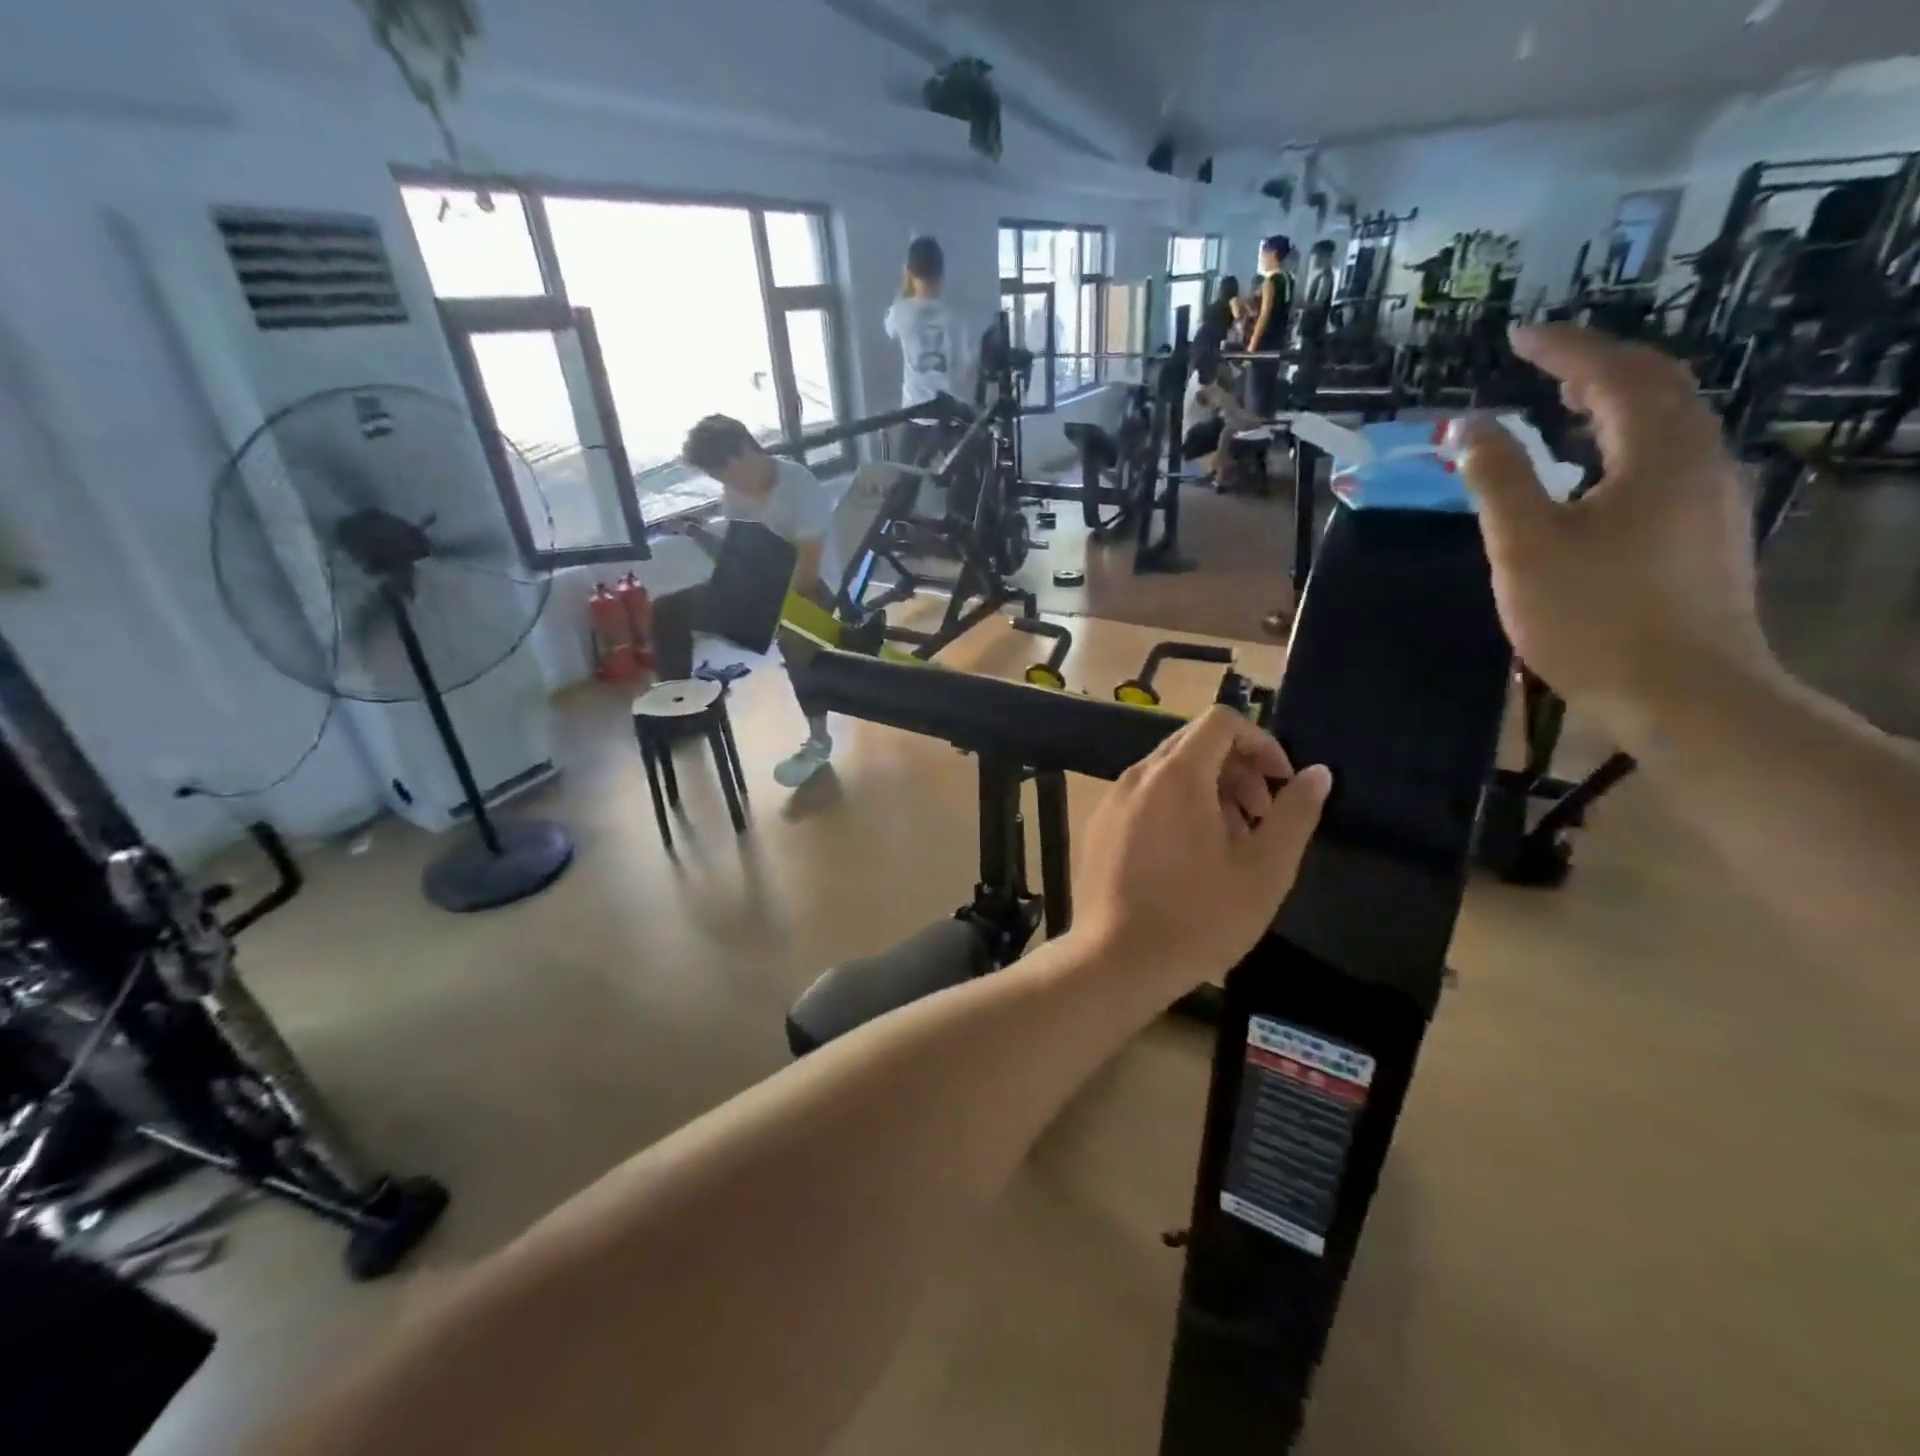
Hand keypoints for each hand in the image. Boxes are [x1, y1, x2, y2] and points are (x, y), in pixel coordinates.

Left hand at [1071, 707, 1330, 1003]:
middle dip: (1237, 769)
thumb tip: (1317, 773)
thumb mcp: (1264, 869)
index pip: (1220, 722)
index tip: (1280, 784)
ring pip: (1168, 773)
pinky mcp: (1098, 827)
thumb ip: (1294, 813)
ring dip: (1208, 791)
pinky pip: (1144, 798)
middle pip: (1194, 744)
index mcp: (1176, 775)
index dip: (1260, 742)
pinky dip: (1175, 808)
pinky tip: (1189, 857)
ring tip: (1229, 843)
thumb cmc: (1199, 917)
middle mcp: (1137, 776)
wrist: (1117, 961)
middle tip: (1259, 817)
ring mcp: (1111, 801)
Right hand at [1453, 325, 1775, 727]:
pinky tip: (1592, 474)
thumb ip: (1496, 478)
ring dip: (1613, 404)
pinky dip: (1624, 444)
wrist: (1683, 693)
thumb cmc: (1592, 616)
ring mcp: (1712, 498)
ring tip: (1561, 409)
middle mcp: (1699, 460)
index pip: (1614, 374)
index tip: (1518, 336)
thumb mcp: (1525, 545)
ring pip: (1667, 425)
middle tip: (1541, 367)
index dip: (1564, 349)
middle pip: (1656, 388)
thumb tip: (1467, 426)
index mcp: (1657, 453)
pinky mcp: (1707, 533)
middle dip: (1596, 367)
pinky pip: (1667, 461)